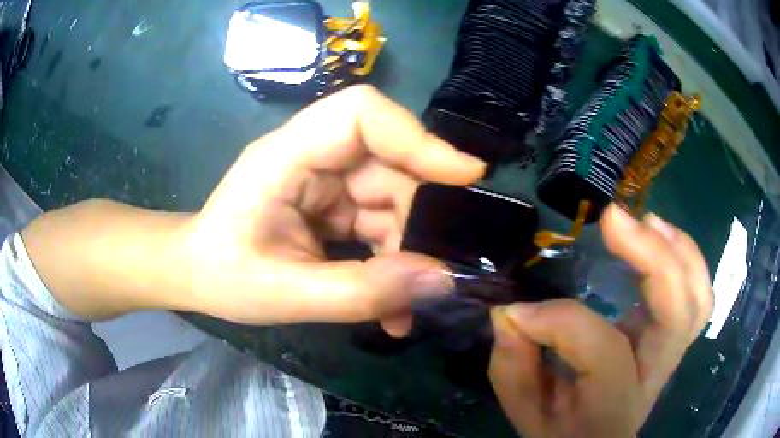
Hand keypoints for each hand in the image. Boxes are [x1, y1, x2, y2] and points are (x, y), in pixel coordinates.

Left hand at [180, 85, 484, 333]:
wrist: (197, 275)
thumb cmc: (223, 276)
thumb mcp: (286, 296)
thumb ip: (362, 292)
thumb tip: (440, 280)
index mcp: (286, 156)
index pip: (361, 113)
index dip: (417, 137)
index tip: (464, 175)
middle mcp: (311, 156)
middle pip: (389, 163)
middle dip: (417, 219)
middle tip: (433, 271)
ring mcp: (324, 180)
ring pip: (392, 199)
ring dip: (407, 251)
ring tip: (404, 305)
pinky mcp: (332, 204)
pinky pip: (378, 223)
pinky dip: (392, 261)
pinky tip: (392, 306)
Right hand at [489, 205, 712, 436]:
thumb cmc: (559, 431)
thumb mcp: (527, 411)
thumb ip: (514, 368)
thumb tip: (510, 314)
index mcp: (613, 407)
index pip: (605, 351)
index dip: (561, 322)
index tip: (519, 312)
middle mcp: (654, 378)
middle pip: (677, 314)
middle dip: (652, 257)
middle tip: (613, 219)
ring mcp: (671, 355)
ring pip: (699, 300)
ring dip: (678, 251)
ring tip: (647, 221)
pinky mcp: (674, 339)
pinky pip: (697, 297)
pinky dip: (686, 260)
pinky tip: (662, 236)